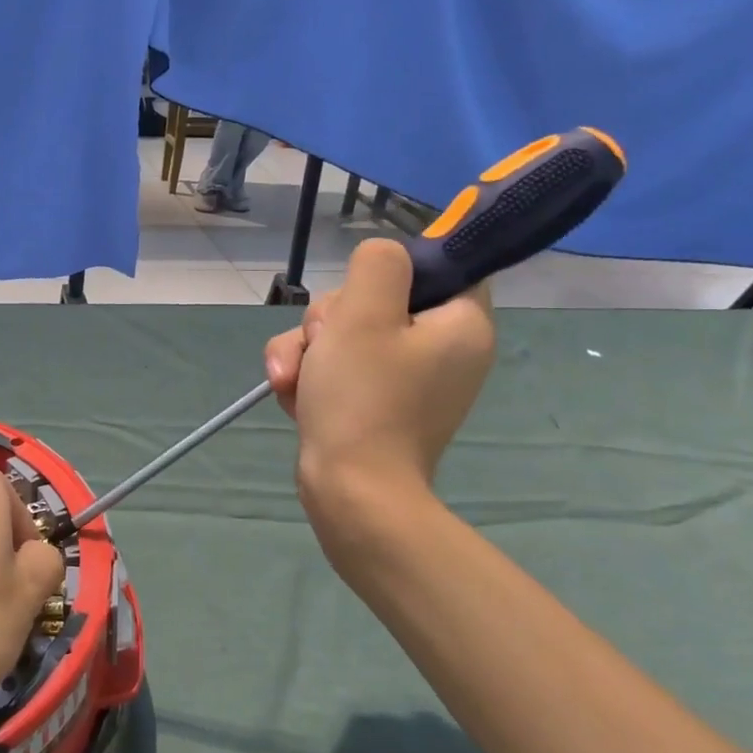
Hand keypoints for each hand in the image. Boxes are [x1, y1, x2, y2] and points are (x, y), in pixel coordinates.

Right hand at [264, 239, 494, 559]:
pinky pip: (338, 369)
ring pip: (344, 335)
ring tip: (292, 380)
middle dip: (330, 319)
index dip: (397, 269)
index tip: (362, 289)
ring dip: (306, 350)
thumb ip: (378, 266)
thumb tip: (384, 259)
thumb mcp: (364, 314)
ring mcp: (405, 381)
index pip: (445, 268)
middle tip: (320, 346)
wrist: (351, 493)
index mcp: (460, 326)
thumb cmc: (363, 398)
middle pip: (378, 300)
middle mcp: (441, 351)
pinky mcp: (374, 405)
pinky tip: (294, 396)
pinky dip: (311, 378)